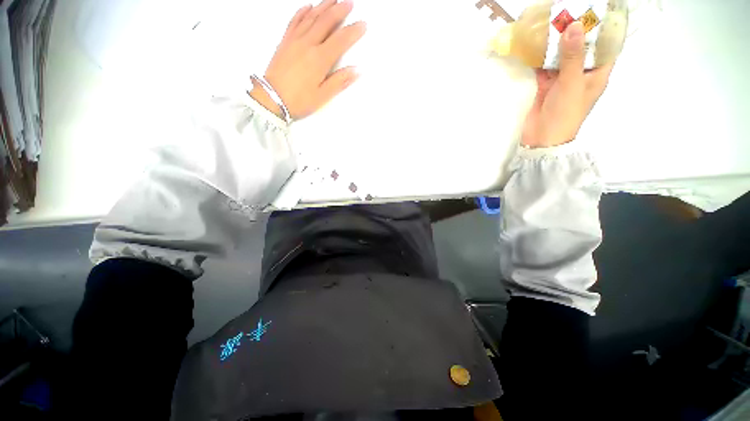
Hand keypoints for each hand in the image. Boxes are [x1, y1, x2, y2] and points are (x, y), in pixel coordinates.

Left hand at [250, 0, 366, 120]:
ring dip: (324, 6)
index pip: (341, 40)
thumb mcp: (323, 96)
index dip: (353, 31)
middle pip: (326, 21)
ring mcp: (294, 40)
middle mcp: (308, 44)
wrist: (271, 99)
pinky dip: (302, 12)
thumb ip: (339, 81)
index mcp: (320, 59)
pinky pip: (294, 21)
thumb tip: (357, 70)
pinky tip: (308, 7)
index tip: (363, 24)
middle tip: (349, 2)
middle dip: (340, 10)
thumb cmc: (299, 100)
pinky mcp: (285, 41)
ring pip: (311, 17)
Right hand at [522, 21, 613, 148]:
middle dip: (575, 30)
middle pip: (582, 46)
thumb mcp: (573, 83)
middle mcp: (581, 71)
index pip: (606, 45)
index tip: (596, 9)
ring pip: (561, 54)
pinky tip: (535, 42)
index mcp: (597, 72)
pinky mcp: (545, 83)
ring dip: (556, 40)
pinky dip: (540, 55)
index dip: (604, 27)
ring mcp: (562, 78)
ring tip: (551, 20)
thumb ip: (573, 56)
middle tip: (568, 10)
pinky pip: (544, 65)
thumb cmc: (566, 113)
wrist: (542, 137)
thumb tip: (573, 26)